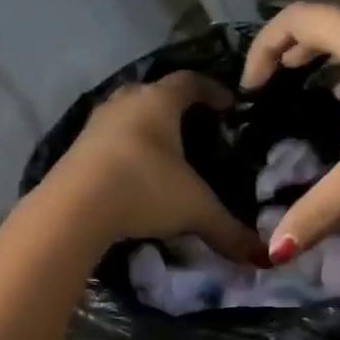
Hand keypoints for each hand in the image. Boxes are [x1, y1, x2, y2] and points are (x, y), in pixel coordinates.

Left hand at [49, 71, 264, 262]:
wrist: (74, 208)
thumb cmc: (144, 190)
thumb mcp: (195, 210)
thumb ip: (229, 230)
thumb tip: (264, 258)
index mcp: (158, 101)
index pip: (190, 82)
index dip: (212, 91)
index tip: (228, 105)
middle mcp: (125, 102)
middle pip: (153, 93)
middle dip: (175, 107)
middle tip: (194, 127)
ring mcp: (95, 124)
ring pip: (126, 115)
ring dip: (144, 128)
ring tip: (162, 152)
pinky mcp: (74, 149)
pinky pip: (107, 141)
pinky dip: (123, 150)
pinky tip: (131, 173)